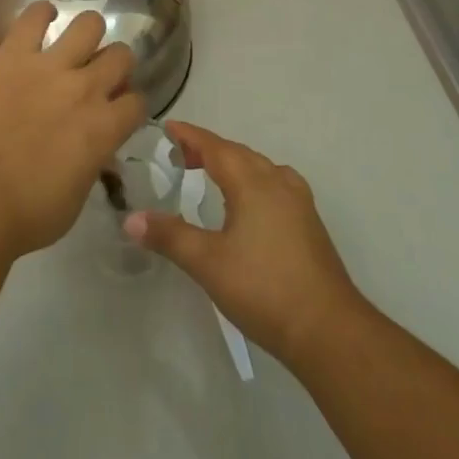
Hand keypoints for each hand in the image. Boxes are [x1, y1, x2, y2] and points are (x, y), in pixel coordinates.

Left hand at [0, 3, 145, 256]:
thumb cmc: (29, 212)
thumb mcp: (78, 197)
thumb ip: (92, 164)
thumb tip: (94, 153)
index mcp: (106, 127)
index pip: (138, 102)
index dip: (129, 106)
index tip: (118, 112)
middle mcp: (87, 88)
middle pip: (121, 56)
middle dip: (116, 65)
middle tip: (98, 77)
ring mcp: (50, 67)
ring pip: (89, 25)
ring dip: (88, 33)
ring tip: (76, 43)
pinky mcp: (13, 56)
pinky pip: (33, 18)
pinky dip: (40, 14)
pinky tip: (42, 17)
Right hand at [123, 122, 361, 365]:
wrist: (329, 330)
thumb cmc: (264, 288)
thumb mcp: (207, 262)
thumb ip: (169, 236)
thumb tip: (130, 218)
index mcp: (252, 182)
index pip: (215, 147)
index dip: (190, 135)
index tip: (168, 127)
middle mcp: (277, 182)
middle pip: (238, 153)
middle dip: (208, 149)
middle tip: (180, 156)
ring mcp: (299, 203)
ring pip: (260, 168)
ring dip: (233, 164)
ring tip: (211, 175)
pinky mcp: (309, 224)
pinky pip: (275, 185)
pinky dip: (253, 181)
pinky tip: (249, 204)